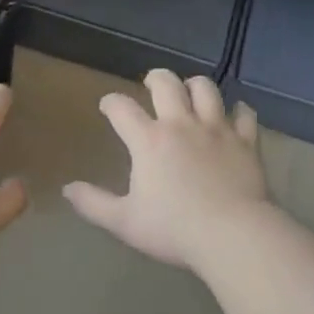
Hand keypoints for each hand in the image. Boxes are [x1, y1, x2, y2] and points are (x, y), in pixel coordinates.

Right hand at [63, 70, 273, 268]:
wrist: (234, 235)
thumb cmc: (174, 229)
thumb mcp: (124, 222)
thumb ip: (93, 203)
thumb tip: (67, 189)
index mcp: (148, 141)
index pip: (121, 108)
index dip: (111, 103)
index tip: (108, 106)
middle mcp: (181, 124)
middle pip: (166, 84)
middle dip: (155, 78)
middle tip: (151, 83)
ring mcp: (217, 129)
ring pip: (206, 89)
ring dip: (195, 86)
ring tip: (190, 91)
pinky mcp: (246, 141)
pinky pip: (244, 115)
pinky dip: (239, 111)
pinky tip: (235, 114)